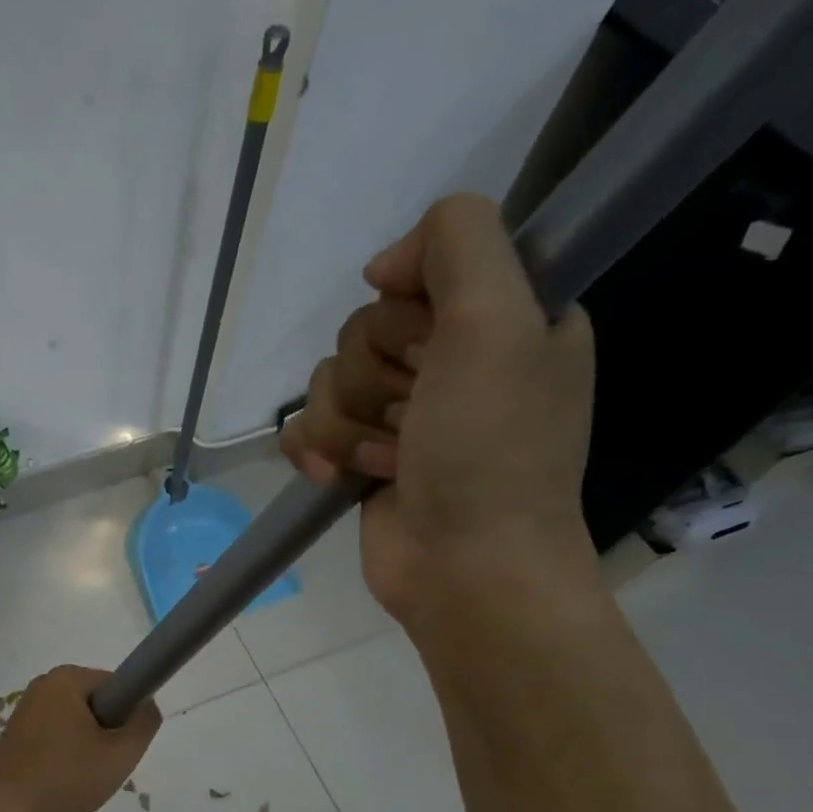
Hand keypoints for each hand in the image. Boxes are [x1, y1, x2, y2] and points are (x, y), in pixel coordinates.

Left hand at [0, 665, 160, 811]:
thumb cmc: (67, 778)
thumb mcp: (121, 753)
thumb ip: (144, 723)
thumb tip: (147, 704)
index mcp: (64, 678)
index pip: (115, 684)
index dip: (128, 713)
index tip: (124, 744)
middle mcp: (40, 687)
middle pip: (94, 704)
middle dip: (106, 732)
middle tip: (106, 765)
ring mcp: (23, 713)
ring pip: (74, 725)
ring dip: (86, 748)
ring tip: (83, 779)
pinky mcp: (13, 739)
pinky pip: (53, 740)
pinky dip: (64, 758)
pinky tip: (63, 785)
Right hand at [280, 193, 599, 626]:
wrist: (465, 569)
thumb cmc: (491, 452)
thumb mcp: (498, 322)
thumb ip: (459, 242)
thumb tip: (383, 265)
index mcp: (505, 319)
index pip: (420, 272)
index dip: (411, 311)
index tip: (434, 349)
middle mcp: (454, 360)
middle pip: (365, 329)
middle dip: (377, 378)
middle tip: (416, 418)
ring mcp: (404, 412)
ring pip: (330, 380)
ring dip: (350, 424)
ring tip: (389, 462)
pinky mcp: (361, 456)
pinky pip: (307, 426)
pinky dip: (317, 452)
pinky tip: (342, 478)